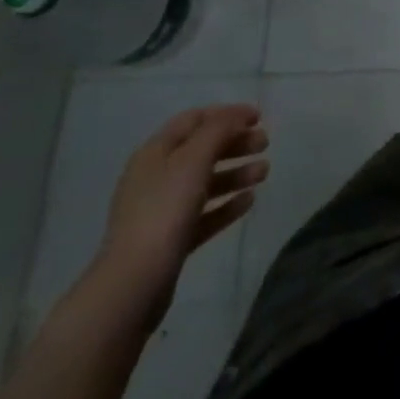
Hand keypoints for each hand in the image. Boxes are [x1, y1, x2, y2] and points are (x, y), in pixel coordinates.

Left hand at [91, 104, 268, 313]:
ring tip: (264, 173)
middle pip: (202, 150)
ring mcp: (162, 211)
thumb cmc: (164, 210)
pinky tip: (249, 201)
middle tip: (265, 144)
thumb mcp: (194, 159)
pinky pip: (204, 214)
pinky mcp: (171, 241)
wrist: (134, 284)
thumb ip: (219, 130)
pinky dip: (227, 204)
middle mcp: (157, 177)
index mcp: (155, 153)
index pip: (194, 120)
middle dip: (236, 143)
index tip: (258, 117)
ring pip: (206, 183)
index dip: (227, 114)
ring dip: (236, 173)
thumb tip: (237, 116)